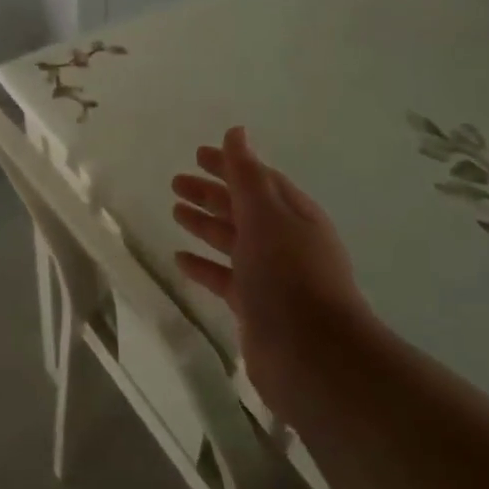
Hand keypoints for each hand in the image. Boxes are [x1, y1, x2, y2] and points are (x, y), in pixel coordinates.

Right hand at [172, 127, 369, 411]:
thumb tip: (236, 132)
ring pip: (232, 241)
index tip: (198, 154)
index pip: (257, 180)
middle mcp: (284, 242)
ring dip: (205, 225)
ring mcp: (271, 276)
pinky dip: (204, 266)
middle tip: (176, 182)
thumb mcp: (266, 214)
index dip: (229, 165)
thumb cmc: (290, 274)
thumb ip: (246, 174)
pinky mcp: (256, 307)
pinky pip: (224, 278)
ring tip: (175, 211)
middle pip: (242, 209)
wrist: (313, 356)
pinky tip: (180, 259)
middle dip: (211, 193)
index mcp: (293, 215)